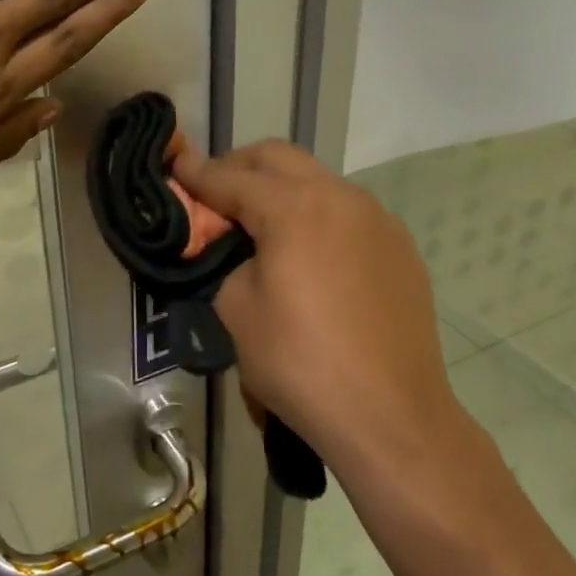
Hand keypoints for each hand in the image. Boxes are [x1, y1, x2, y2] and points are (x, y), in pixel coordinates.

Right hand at [170, 140, 466, 481]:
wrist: (390, 416)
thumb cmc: (301, 364)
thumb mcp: (236, 310)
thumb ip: (224, 259)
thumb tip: (233, 247)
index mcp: (295, 207)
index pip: (232, 178)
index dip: (197, 173)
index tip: (174, 166)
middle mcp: (342, 197)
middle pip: (279, 159)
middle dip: (239, 167)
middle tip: (213, 194)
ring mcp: (379, 220)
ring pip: (318, 181)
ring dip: (281, 189)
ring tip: (259, 225)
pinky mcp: (400, 248)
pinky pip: (348, 213)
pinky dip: (317, 216)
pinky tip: (308, 255)